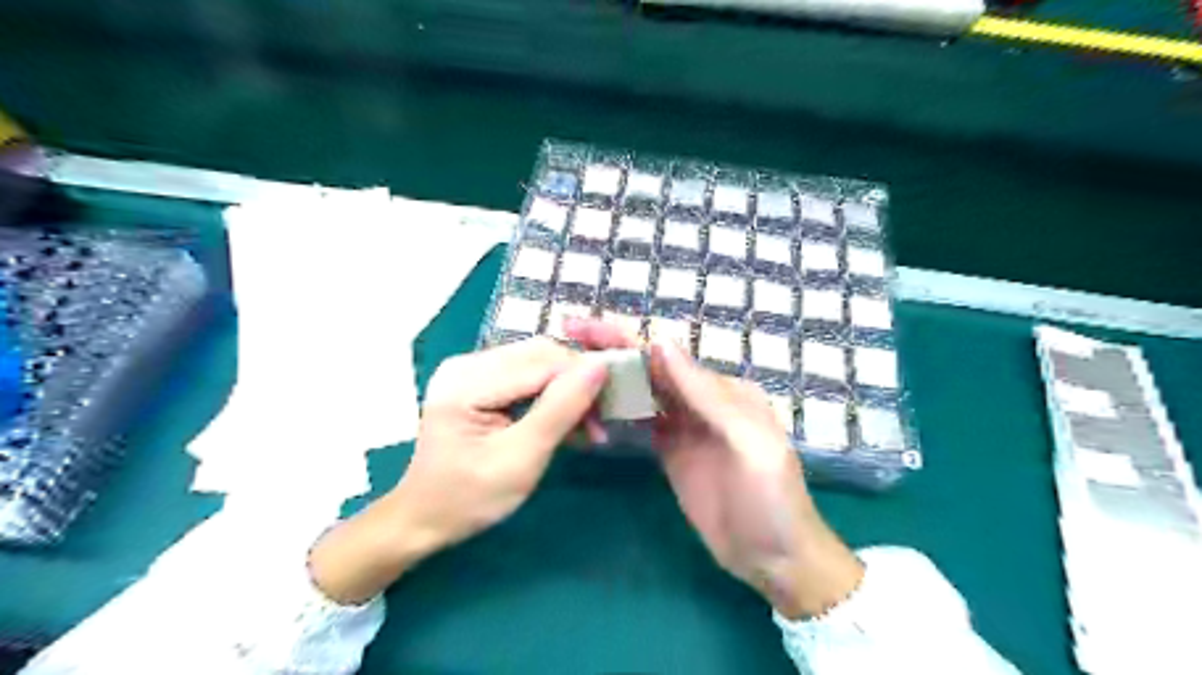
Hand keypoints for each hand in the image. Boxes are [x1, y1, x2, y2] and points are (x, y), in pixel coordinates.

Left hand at [308, 341, 610, 603]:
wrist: (424, 518)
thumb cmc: (469, 498)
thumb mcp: (521, 459)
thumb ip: (560, 409)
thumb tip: (600, 366)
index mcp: (467, 381)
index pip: (542, 361)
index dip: (582, 379)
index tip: (609, 412)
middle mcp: (466, 363)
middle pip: (540, 355)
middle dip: (576, 384)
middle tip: (598, 424)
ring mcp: (470, 369)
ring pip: (538, 362)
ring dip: (566, 390)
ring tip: (585, 426)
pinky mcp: (477, 379)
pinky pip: (526, 375)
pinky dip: (550, 396)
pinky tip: (563, 421)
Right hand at [568, 319, 863, 620]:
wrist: (775, 559)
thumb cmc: (770, 499)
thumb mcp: (750, 443)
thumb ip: (708, 395)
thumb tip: (661, 343)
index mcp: (722, 390)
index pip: (666, 356)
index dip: (625, 338)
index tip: (583, 326)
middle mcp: (700, 400)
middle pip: (649, 368)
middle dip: (610, 349)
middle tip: (566, 335)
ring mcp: (684, 427)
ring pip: (641, 392)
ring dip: (609, 377)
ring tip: (568, 366)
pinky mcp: (671, 452)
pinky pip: (640, 423)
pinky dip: (616, 411)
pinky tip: (591, 406)